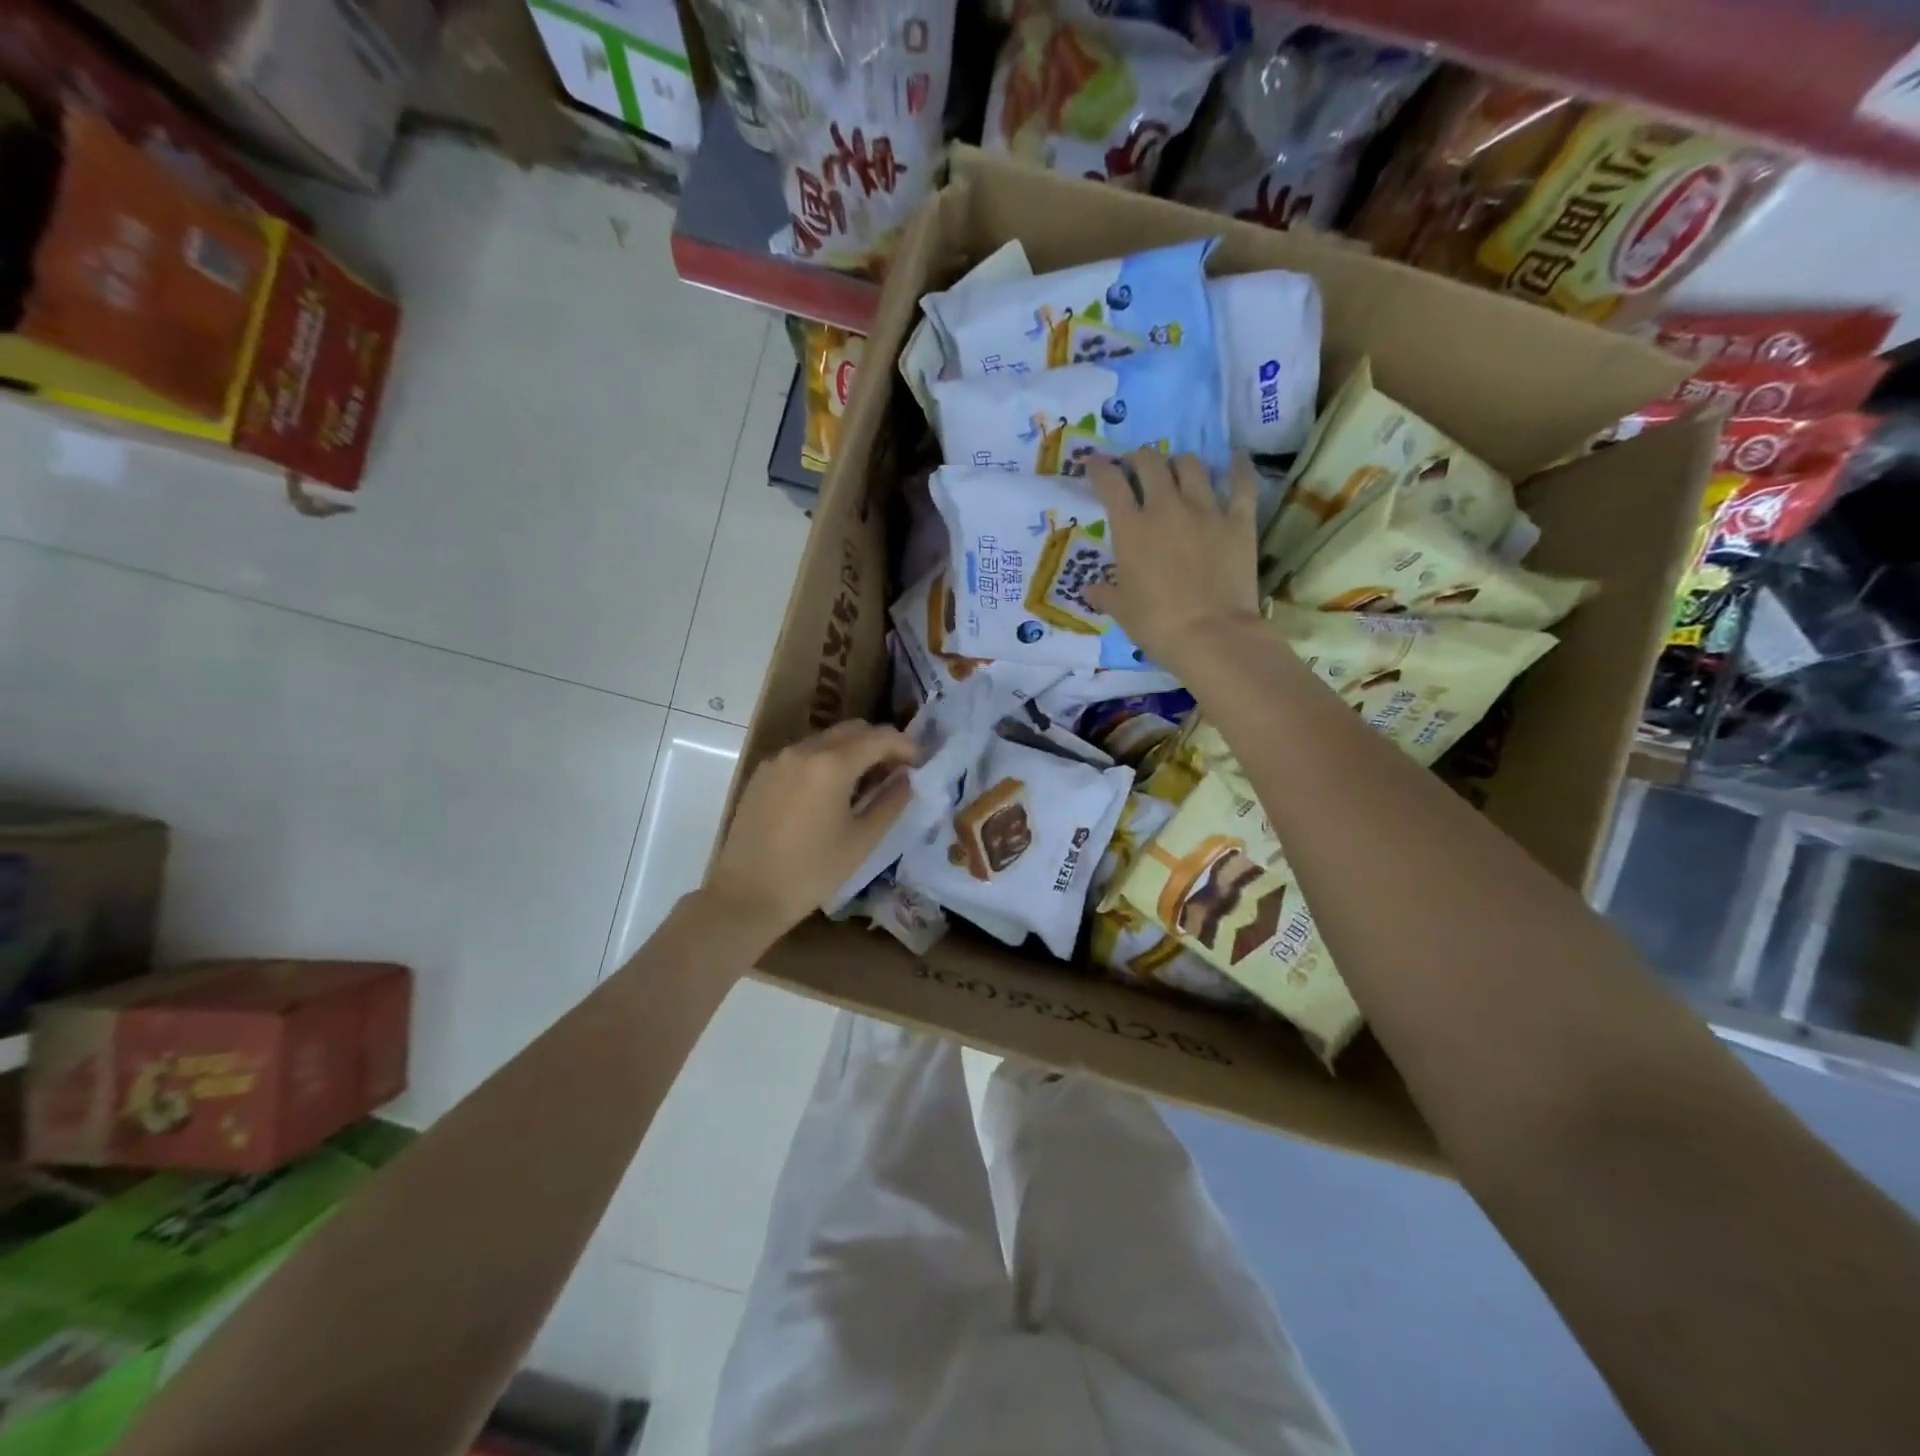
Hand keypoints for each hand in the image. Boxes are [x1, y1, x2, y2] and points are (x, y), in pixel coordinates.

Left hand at [703, 722, 917, 945]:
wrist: (746, 895)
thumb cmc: (813, 871)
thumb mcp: (862, 840)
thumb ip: (891, 802)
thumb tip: (907, 779)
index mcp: (832, 764)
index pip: (880, 738)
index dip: (906, 746)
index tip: (920, 763)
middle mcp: (803, 750)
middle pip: (852, 730)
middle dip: (879, 743)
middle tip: (896, 770)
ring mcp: (779, 760)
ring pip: (826, 740)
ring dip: (852, 750)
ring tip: (866, 782)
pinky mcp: (763, 774)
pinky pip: (803, 755)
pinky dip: (825, 761)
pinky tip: (831, 792)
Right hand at [1084, 449, 1261, 670]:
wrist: (1210, 635)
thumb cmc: (1156, 624)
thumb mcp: (1121, 611)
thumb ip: (1104, 594)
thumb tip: (1088, 590)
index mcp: (1131, 529)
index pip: (1111, 484)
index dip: (1099, 468)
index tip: (1093, 463)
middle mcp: (1166, 508)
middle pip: (1150, 463)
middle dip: (1140, 459)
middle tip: (1138, 467)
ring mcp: (1206, 511)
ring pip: (1191, 466)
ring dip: (1179, 462)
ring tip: (1177, 469)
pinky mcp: (1239, 521)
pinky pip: (1241, 484)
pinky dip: (1238, 467)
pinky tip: (1236, 458)